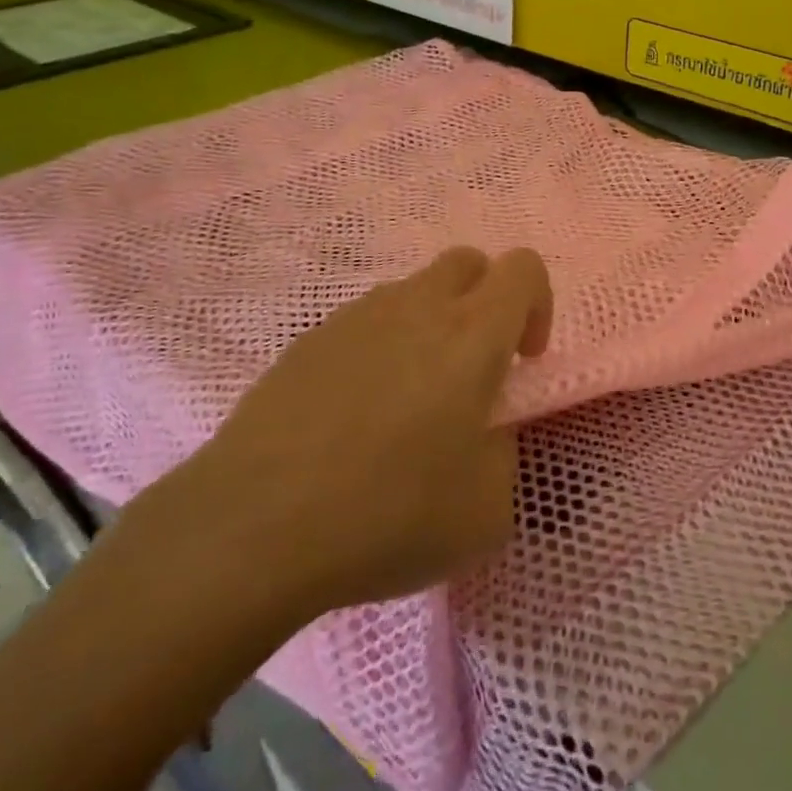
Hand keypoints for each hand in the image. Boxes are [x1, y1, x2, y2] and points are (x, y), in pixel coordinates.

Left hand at [126, 246, 553, 627]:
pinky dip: (379, 351)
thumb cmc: (390, 514)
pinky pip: (363, 325)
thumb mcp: (488, 509)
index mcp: (472, 333)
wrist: (254, 527)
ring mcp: (355, 318)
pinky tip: (354, 417)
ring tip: (409, 403)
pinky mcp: (307, 342)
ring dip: (430, 327)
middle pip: (467, 262)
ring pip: (412, 292)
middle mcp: (416, 307)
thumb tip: (483, 430)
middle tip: (474, 369)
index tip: (522, 362)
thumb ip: (504, 451)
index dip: (537, 306)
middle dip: (486, 301)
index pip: (523, 269)